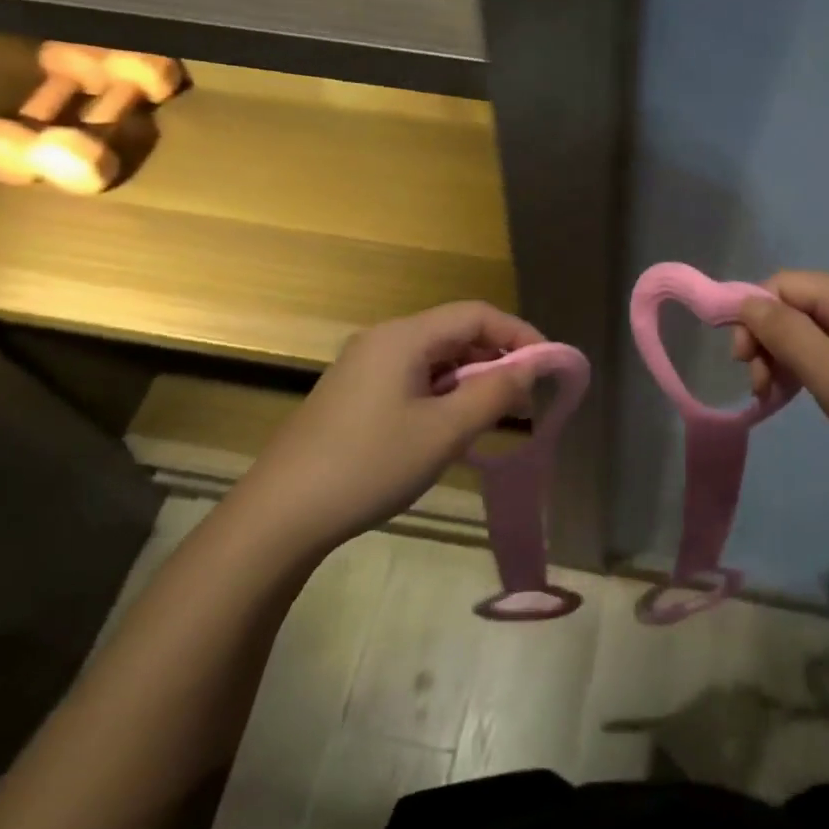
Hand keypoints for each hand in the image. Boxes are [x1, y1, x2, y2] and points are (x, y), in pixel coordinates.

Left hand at [239, 301, 542, 548]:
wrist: (281, 514)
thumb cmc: (369, 465)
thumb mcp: (444, 432)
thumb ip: (494, 393)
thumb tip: (530, 368)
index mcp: (404, 337)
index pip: (476, 314)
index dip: (518, 334)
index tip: (547, 366)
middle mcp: (383, 339)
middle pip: (455, 332)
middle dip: (496, 358)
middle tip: (525, 398)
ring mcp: (364, 366)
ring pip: (435, 358)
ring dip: (470, 379)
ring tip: (494, 416)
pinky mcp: (354, 393)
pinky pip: (413, 378)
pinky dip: (443, 393)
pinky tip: (451, 427)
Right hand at [732, 271, 828, 501]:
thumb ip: (784, 332)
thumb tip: (744, 302)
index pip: (783, 285)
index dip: (753, 314)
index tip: (741, 361)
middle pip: (794, 306)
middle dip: (766, 340)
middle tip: (757, 386)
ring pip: (808, 331)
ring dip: (781, 358)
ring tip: (771, 397)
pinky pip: (827, 351)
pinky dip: (804, 369)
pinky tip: (794, 395)